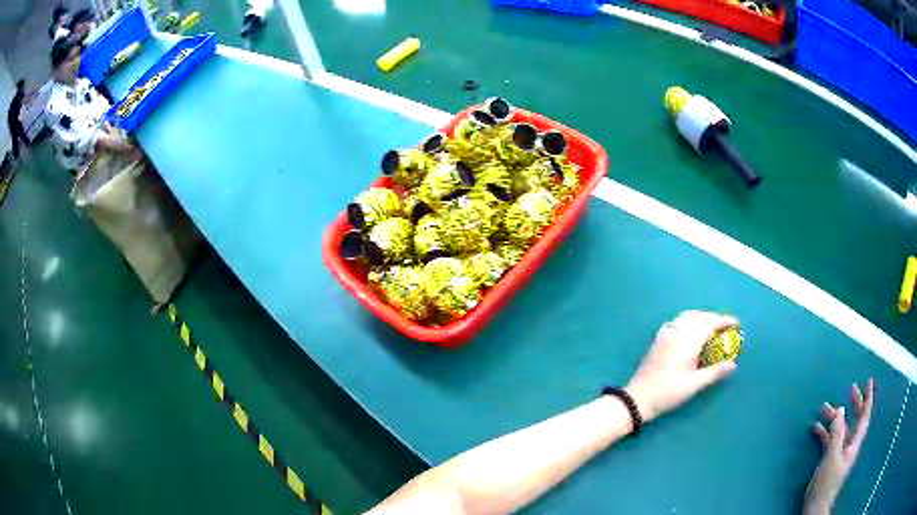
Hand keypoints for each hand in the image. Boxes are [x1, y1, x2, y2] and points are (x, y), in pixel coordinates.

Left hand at [625, 310, 737, 422]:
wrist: (638, 398)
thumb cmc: (668, 393)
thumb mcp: (694, 385)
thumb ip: (715, 372)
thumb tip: (733, 365)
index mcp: (687, 342)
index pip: (709, 324)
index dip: (723, 321)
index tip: (736, 323)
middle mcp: (676, 333)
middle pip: (698, 317)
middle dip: (713, 317)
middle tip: (725, 324)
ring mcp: (665, 335)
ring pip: (686, 317)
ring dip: (701, 316)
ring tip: (711, 325)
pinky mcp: (658, 340)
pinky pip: (676, 322)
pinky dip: (688, 320)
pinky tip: (690, 329)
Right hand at [804, 379, 873, 514]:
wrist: (815, 506)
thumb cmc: (826, 483)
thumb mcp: (832, 457)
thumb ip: (837, 433)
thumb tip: (841, 408)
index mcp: (854, 444)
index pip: (864, 417)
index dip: (868, 398)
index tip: (869, 381)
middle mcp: (850, 445)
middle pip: (855, 420)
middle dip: (854, 403)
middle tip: (850, 387)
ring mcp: (840, 453)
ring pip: (841, 429)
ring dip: (835, 418)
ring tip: (824, 407)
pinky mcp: (829, 460)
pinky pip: (830, 440)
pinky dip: (825, 432)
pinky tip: (816, 428)